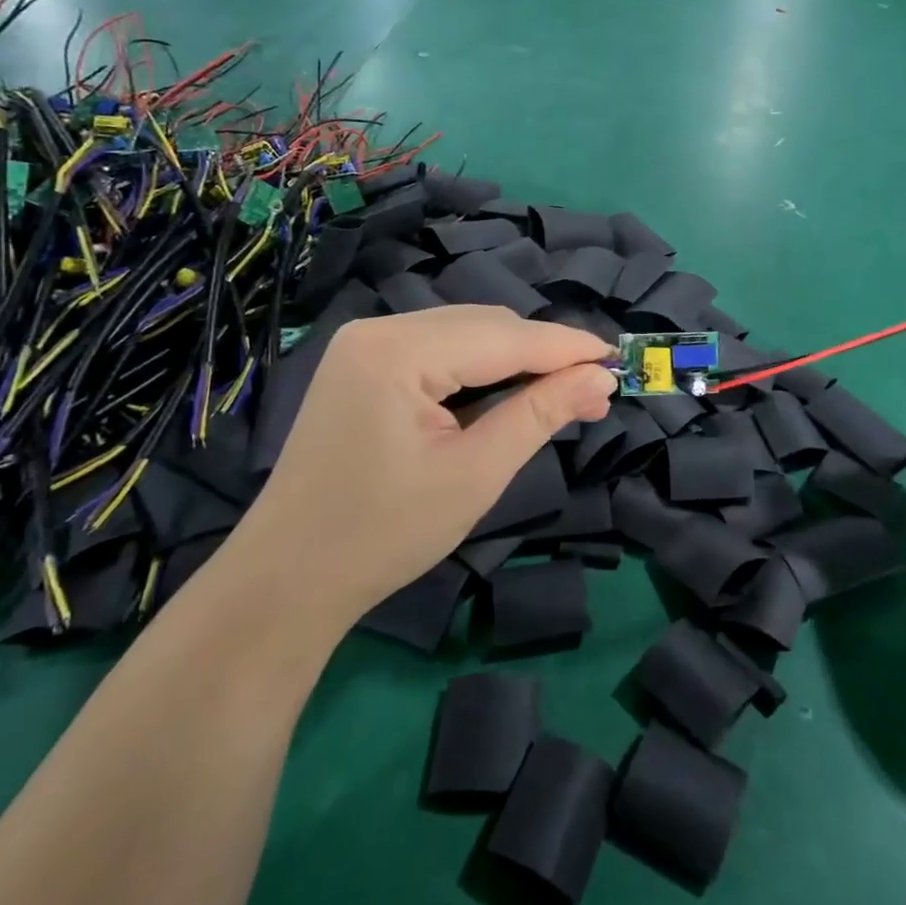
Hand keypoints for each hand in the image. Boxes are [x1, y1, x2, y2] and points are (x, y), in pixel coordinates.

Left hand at [237, 307, 614, 622]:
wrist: (287, 578)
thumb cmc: (383, 534)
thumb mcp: (475, 474)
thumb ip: (541, 414)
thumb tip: (601, 379)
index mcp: (397, 351)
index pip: (504, 336)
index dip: (567, 346)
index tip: (618, 359)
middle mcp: (378, 329)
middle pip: (484, 326)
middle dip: (543, 354)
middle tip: (594, 390)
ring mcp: (365, 343)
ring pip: (464, 333)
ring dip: (515, 359)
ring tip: (561, 393)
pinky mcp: (363, 362)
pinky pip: (438, 349)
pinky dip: (479, 367)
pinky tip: (506, 392)